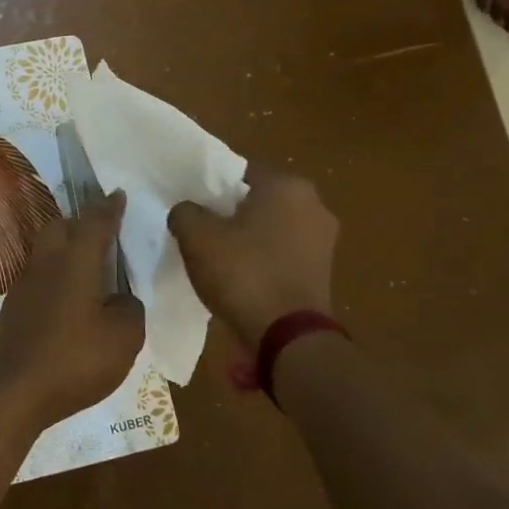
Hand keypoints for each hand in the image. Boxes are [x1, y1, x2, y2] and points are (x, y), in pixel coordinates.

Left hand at [0, 191, 145, 432]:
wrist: (13, 391)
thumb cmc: (74, 360)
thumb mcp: (124, 337)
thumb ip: (130, 309)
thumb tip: (122, 299)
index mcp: (75, 261)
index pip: (95, 223)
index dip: (110, 208)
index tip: (118, 195)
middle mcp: (46, 263)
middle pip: (61, 227)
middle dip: (82, 222)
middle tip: (103, 230)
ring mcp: (24, 285)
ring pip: (46, 250)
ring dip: (66, 247)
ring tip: (89, 262)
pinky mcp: (14, 307)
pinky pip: (39, 275)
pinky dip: (56, 274)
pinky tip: (69, 296)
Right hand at [168, 165, 339, 345]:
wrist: (287, 337)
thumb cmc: (243, 274)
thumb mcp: (196, 237)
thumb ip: (185, 212)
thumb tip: (187, 211)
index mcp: (287, 185)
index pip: (238, 172)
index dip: (210, 187)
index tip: (191, 208)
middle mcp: (314, 204)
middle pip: (257, 199)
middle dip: (230, 213)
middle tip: (201, 232)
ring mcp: (324, 239)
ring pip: (271, 227)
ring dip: (247, 237)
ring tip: (218, 258)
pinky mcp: (323, 270)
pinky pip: (283, 253)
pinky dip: (263, 259)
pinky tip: (241, 277)